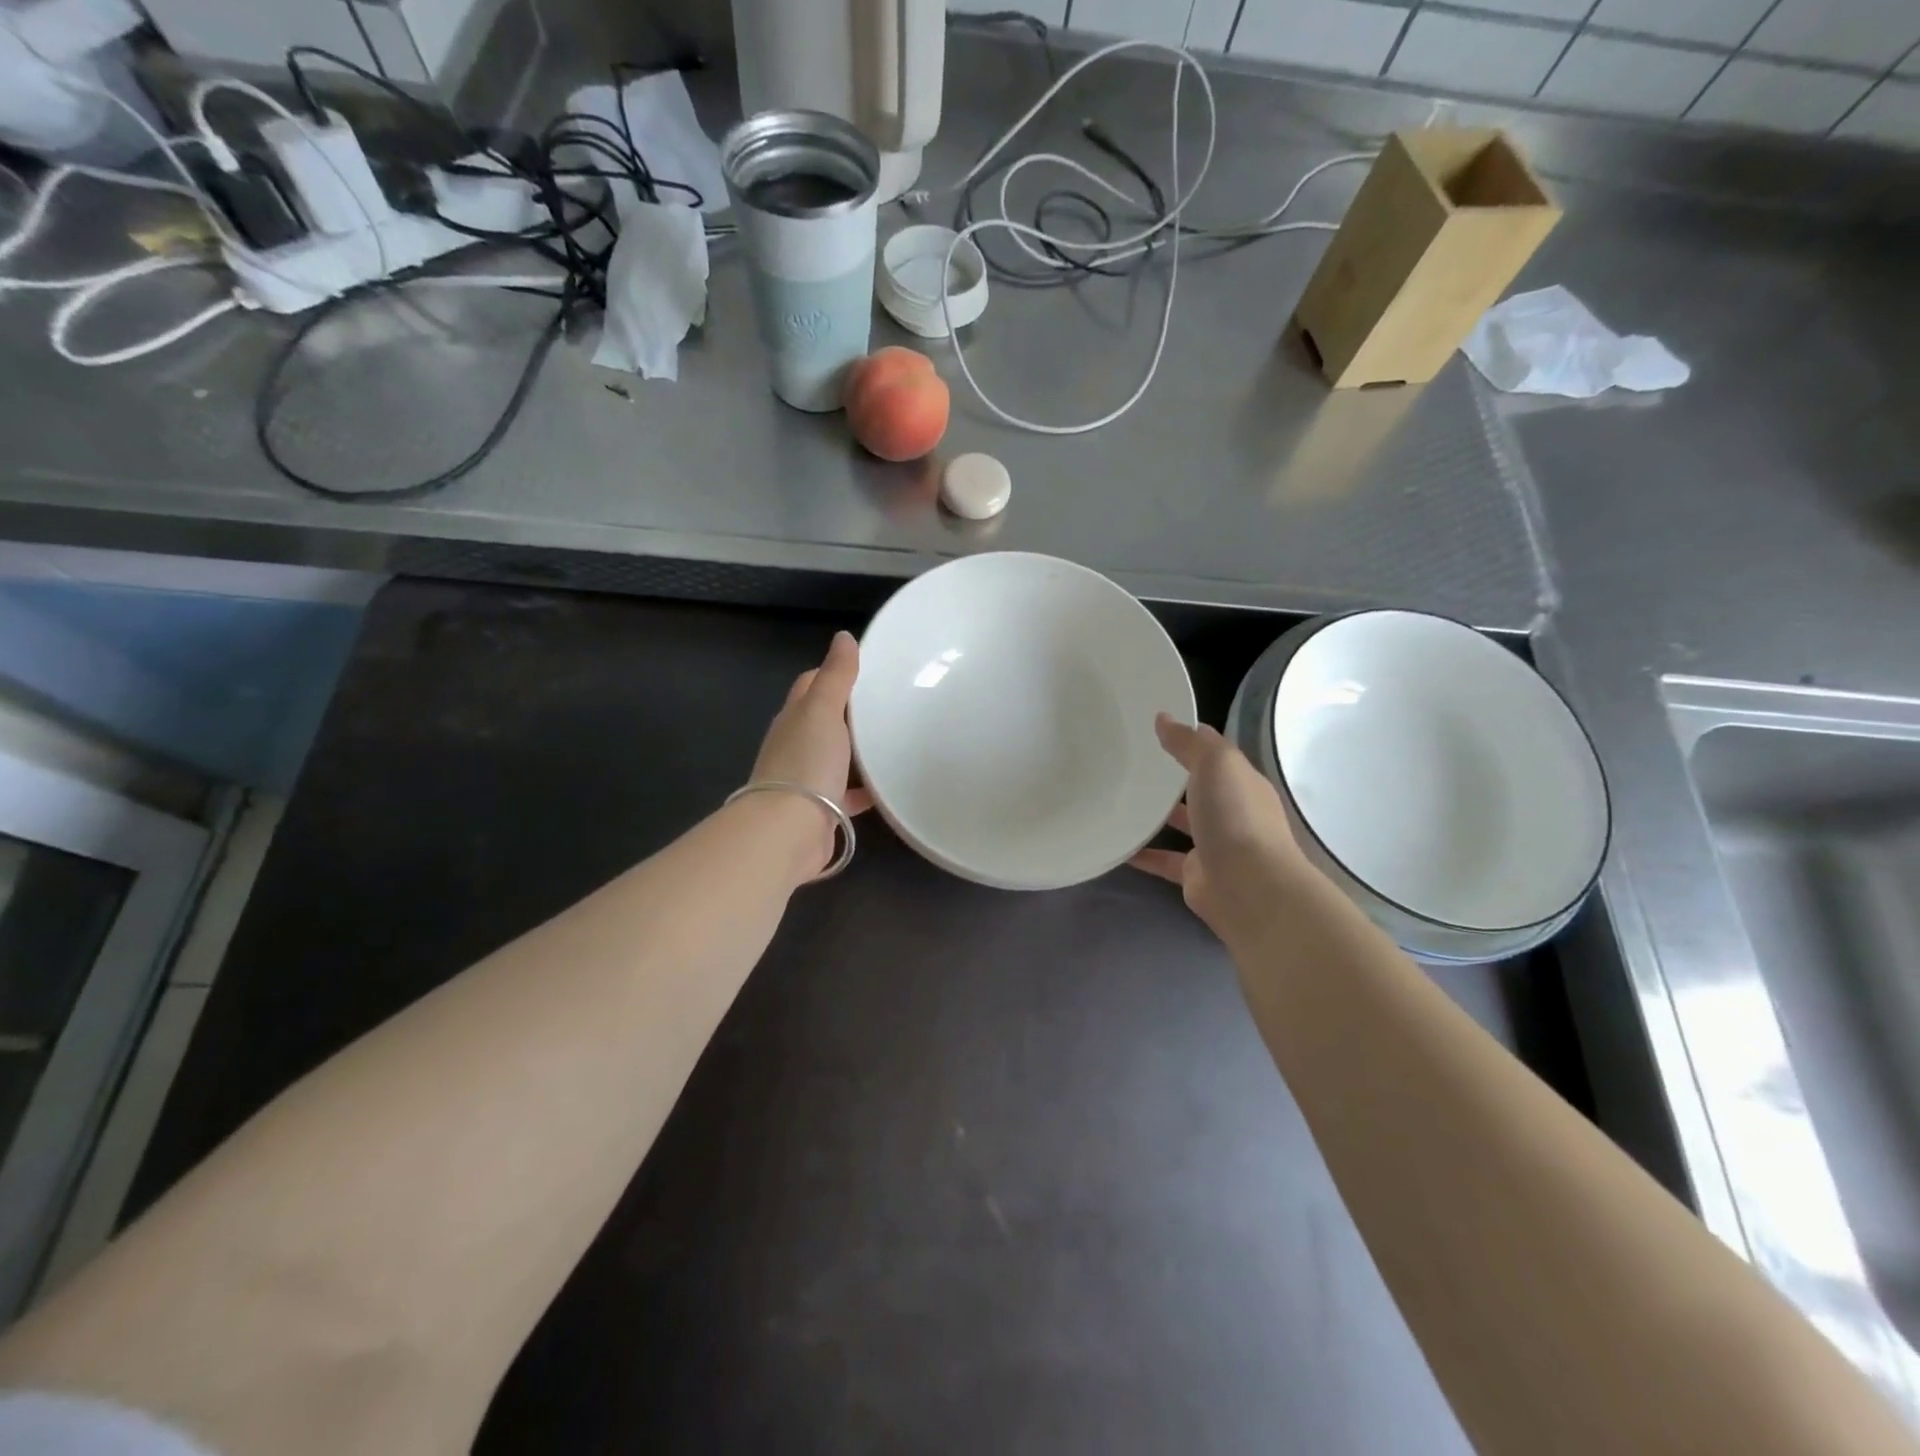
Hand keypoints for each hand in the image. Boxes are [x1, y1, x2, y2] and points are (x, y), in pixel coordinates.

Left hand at [749, 631, 874, 874]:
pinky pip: (847, 794)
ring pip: (836, 757)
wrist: (789, 830)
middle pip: (823, 721)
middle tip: (889, 705)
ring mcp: (807, 779)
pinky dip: (864, 790)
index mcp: (794, 718)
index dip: (832, 673)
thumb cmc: (806, 763)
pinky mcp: (821, 809)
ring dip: (858, 751)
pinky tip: (887, 788)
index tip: (865, 670)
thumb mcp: (823, 710)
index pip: (810, 685)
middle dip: (850, 713)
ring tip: (894, 742)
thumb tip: (844, 637)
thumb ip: (836, 676)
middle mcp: (795, 746)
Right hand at [1130, 715, 1321, 947]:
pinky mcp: (1195, 874)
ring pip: (1182, 824)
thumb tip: (1163, 718)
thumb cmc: (1235, 816)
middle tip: (1131, 762)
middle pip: (1199, 788)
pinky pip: (1164, 860)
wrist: (1248, 888)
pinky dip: (1143, 854)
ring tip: (1120, 799)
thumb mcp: (1215, 764)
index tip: (1155, 728)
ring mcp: (1214, 845)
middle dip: (1172, 777)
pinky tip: (1117, 845)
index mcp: (1242, 782)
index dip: (1190, 739)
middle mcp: (1231, 812)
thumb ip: (1188, 742)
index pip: (1215, 754)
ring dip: (1157, 815)